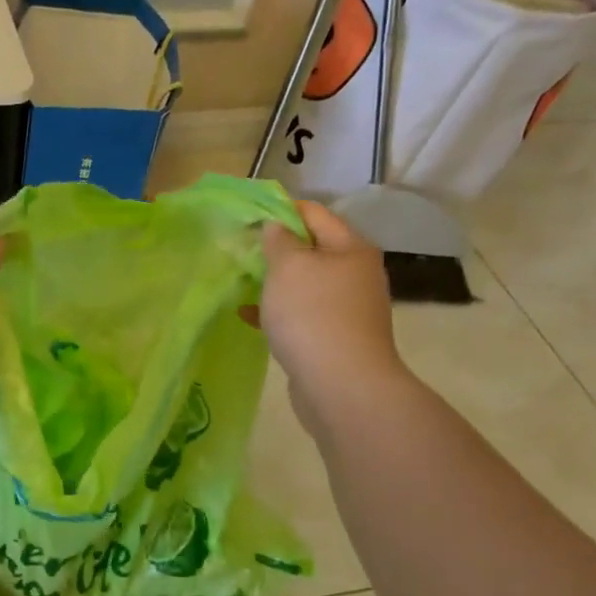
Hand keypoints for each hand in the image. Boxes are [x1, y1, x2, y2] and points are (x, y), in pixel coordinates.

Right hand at [258, 200, 404, 408]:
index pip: (314, 214)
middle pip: (311, 250)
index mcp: (350, 248)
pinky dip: (277, 312)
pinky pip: (301, 315)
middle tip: (239, 253)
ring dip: (274, 283)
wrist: (341, 385)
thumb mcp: (288, 267)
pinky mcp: (334, 338)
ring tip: (240, 284)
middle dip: (275, 250)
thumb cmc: (312, 315)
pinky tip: (248, 317)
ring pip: (304, 285)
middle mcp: (355, 274)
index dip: (280, 211)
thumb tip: (276, 226)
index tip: (246, 219)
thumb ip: (278, 240)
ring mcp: (347, 309)